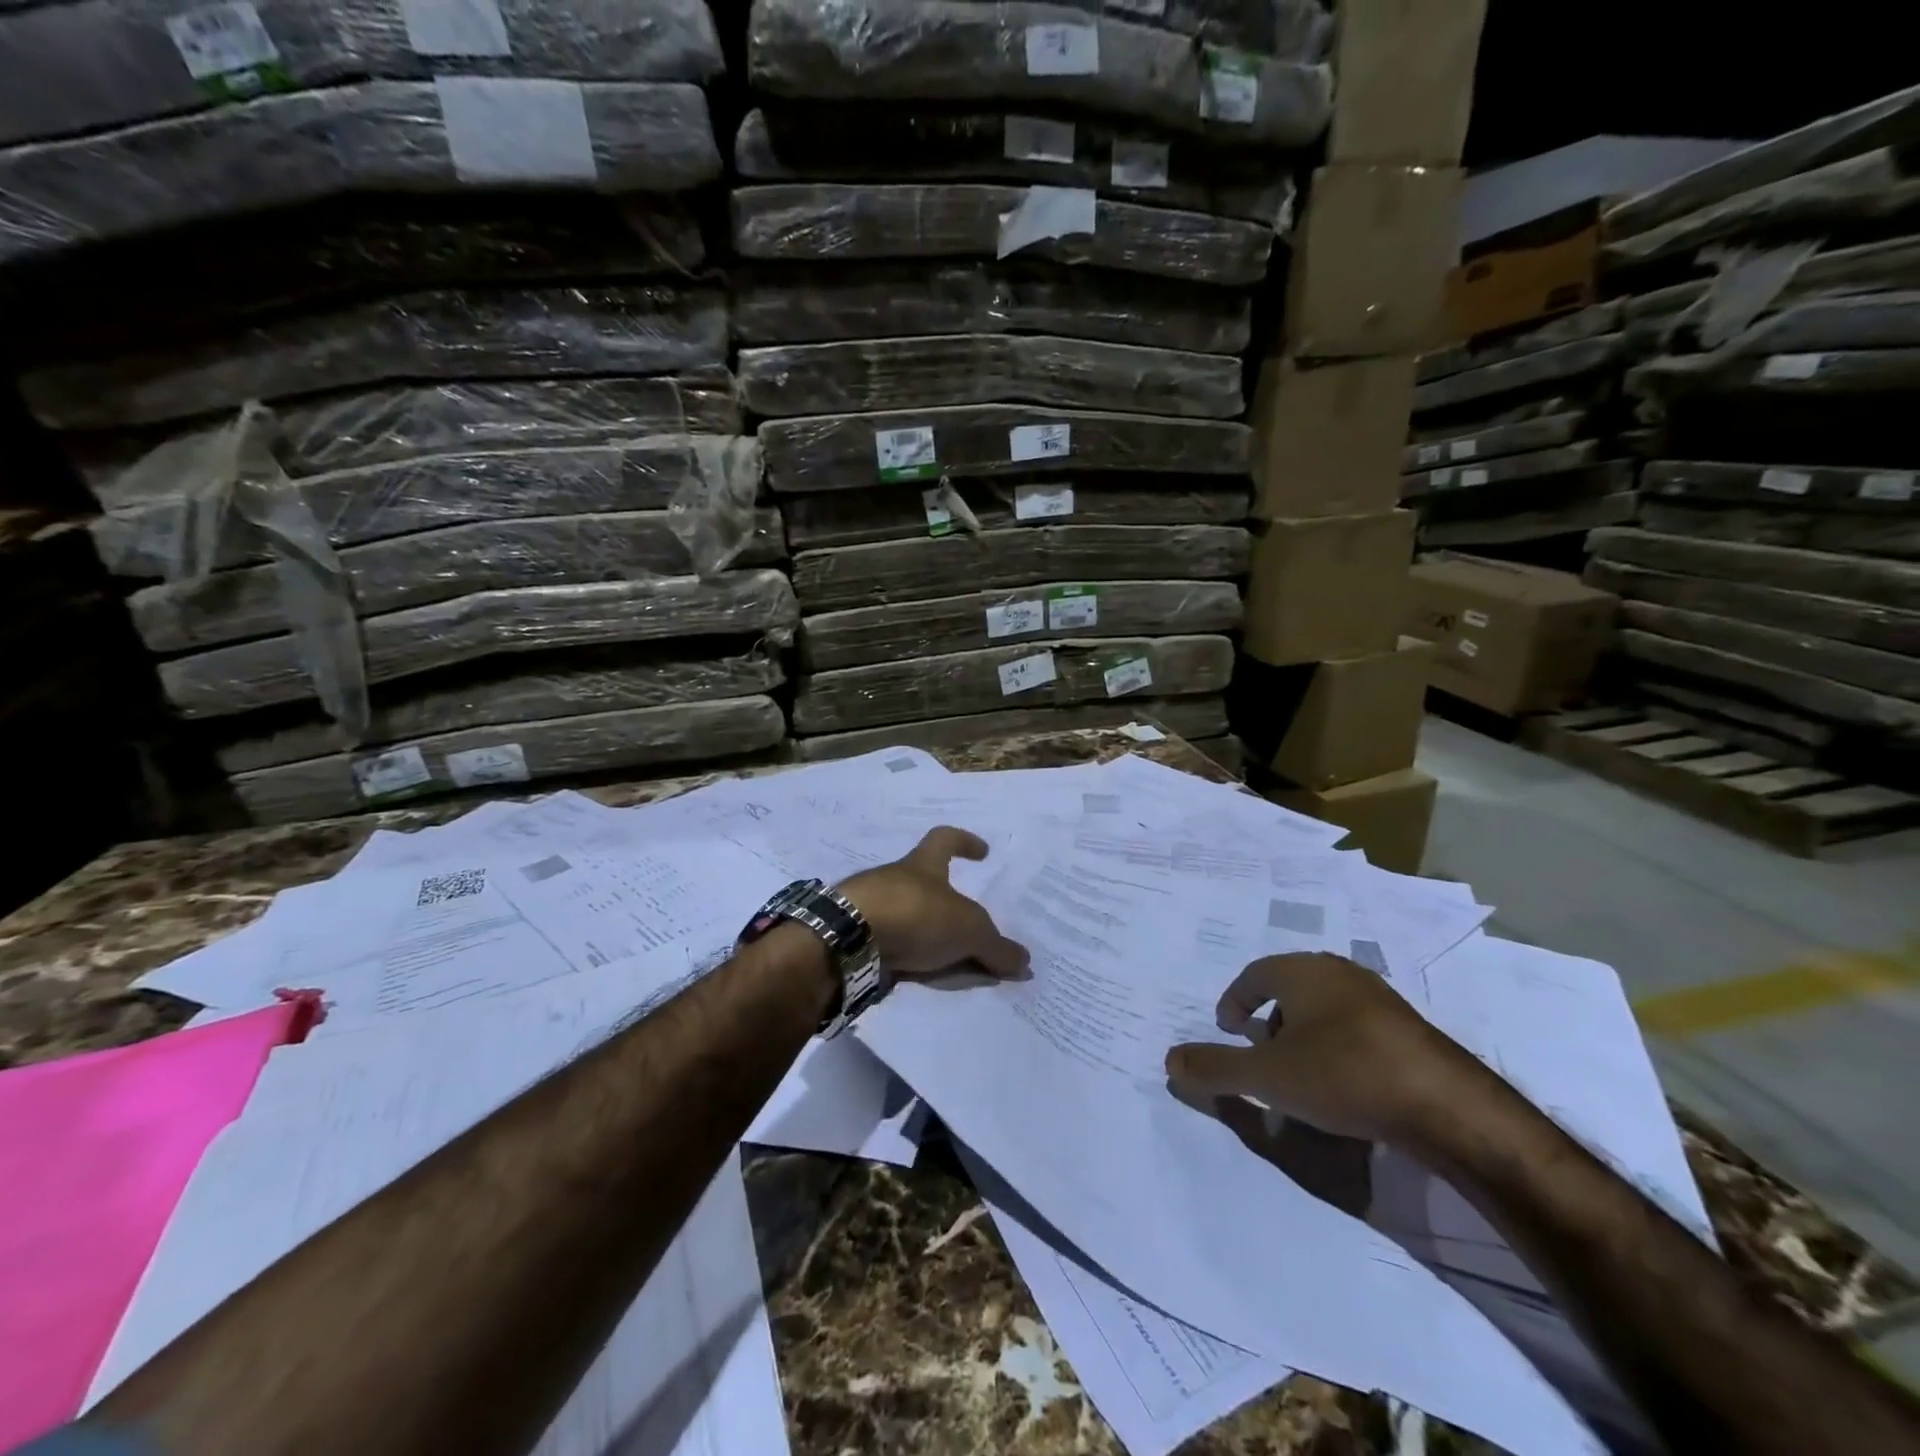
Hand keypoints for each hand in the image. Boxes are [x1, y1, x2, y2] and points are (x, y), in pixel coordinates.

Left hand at [837, 827, 1028, 978]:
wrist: (847, 939)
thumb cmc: (914, 915)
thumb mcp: (968, 931)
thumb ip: (996, 947)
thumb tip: (1025, 961)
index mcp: (922, 865)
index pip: (944, 839)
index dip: (964, 842)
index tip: (982, 852)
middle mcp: (893, 878)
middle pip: (922, 882)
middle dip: (943, 901)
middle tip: (967, 926)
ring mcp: (868, 905)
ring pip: (902, 914)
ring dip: (921, 932)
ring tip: (946, 961)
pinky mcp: (852, 936)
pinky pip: (885, 944)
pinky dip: (902, 957)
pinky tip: (916, 976)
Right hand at [1164, 952, 1482, 1144]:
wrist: (1449, 1107)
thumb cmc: (1345, 1076)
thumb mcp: (1269, 1077)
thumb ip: (1216, 1068)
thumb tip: (1170, 1062)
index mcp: (1303, 971)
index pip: (1254, 974)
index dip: (1234, 1000)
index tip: (1227, 1029)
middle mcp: (1340, 973)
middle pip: (1290, 987)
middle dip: (1268, 1018)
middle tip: (1260, 1053)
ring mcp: (1380, 999)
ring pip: (1324, 1007)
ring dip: (1303, 1034)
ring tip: (1300, 1075)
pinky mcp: (1409, 1030)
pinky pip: (1356, 1028)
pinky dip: (1336, 1047)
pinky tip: (1344, 1085)